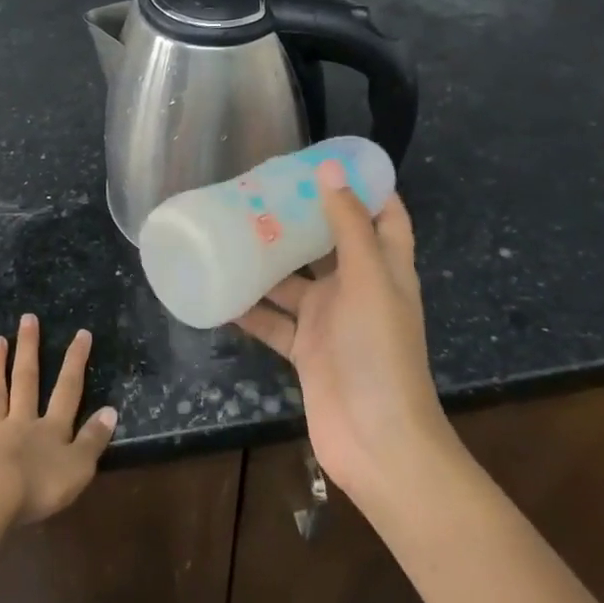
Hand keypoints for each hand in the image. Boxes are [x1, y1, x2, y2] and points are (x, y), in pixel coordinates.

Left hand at [0, 315, 117, 532]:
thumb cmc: (39, 487)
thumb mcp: (78, 467)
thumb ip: (93, 439)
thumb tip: (110, 410)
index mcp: (51, 429)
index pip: (68, 389)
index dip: (75, 362)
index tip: (81, 333)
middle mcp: (22, 423)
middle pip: (26, 380)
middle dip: (29, 349)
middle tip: (27, 319)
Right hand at [234, 161, 453, 515]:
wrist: (378, 442)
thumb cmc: (381, 352)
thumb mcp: (369, 280)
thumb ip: (348, 226)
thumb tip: (330, 169)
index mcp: (385, 268)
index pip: (384, 215)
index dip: (366, 186)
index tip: (329, 160)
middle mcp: (357, 289)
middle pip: (329, 243)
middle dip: (302, 217)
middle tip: (261, 188)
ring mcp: (330, 321)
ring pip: (293, 280)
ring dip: (267, 260)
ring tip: (230, 227)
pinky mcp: (305, 350)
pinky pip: (272, 320)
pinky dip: (248, 308)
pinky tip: (218, 289)